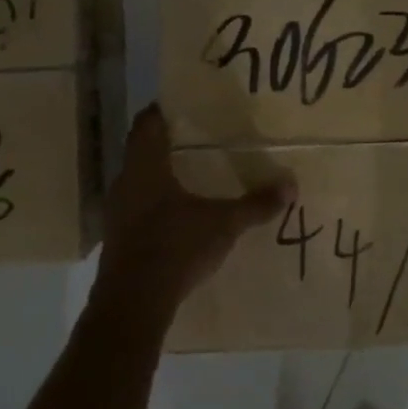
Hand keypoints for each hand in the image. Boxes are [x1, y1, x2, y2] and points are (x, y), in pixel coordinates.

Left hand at [93, 105, 292, 318]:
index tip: (186, 106)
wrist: (133, 302)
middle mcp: (125, 181)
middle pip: (142, 150)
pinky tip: (177, 215)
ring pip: (138, 180)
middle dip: (167, 143)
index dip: (164, 110)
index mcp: (145, 165)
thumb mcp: (224, 224)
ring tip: (192, 175)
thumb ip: (256, 204)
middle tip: (198, 138)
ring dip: (160, 175)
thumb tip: (291, 185)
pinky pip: (137, 207)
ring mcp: (117, 211)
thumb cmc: (176, 247)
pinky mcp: (117, 238)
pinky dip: (155, 204)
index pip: (148, 122)